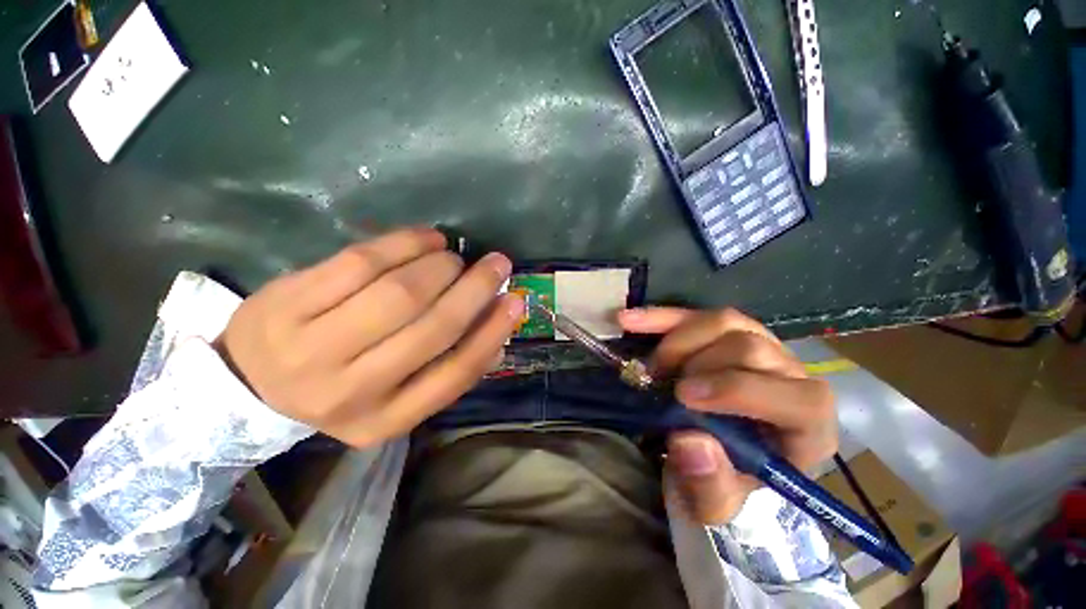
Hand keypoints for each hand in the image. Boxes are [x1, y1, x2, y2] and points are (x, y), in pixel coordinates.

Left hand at [216, 228, 524, 447]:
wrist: (247, 385)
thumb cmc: (341, 390)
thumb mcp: (396, 398)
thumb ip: (448, 368)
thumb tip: (499, 330)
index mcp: (385, 420)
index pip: (455, 374)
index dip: (492, 333)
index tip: (516, 300)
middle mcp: (350, 392)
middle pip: (431, 328)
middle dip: (474, 289)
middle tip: (496, 264)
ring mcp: (310, 349)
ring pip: (398, 293)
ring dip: (441, 266)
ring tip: (454, 257)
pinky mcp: (285, 304)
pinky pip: (359, 262)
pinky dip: (403, 244)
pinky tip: (425, 239)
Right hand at [618, 307, 836, 524]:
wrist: (716, 454)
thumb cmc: (724, 479)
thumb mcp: (716, 502)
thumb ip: (710, 486)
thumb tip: (690, 440)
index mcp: (807, 425)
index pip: (796, 398)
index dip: (736, 390)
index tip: (682, 397)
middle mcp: (792, 377)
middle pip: (750, 348)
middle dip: (695, 364)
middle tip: (660, 384)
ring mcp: (760, 345)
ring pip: (725, 321)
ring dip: (678, 341)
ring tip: (654, 366)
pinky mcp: (727, 332)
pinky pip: (697, 315)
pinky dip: (660, 317)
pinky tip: (629, 320)